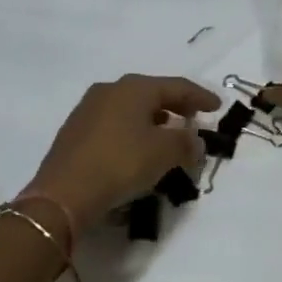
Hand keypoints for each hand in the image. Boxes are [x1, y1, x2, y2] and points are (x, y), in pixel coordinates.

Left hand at [24, 74, 219, 231]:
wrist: (63, 194)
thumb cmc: (120, 163)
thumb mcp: (164, 153)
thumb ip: (187, 143)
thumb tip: (195, 141)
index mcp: (134, 87)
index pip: (176, 86)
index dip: (200, 97)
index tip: (218, 107)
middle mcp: (110, 90)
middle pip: (152, 93)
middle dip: (176, 106)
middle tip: (194, 119)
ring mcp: (88, 109)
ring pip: (132, 108)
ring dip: (154, 120)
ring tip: (169, 136)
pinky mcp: (75, 131)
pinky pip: (115, 124)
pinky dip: (134, 131)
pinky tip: (139, 148)